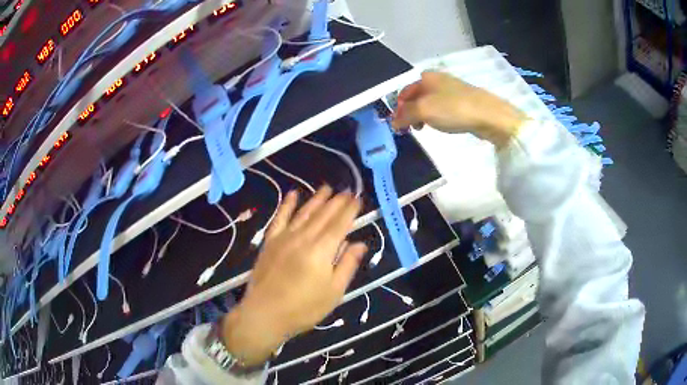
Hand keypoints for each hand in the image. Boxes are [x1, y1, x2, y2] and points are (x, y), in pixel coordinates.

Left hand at [221, 186, 366, 364]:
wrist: (265, 313)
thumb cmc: (304, 308)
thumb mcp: (333, 292)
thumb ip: (347, 265)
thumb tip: (360, 243)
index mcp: (322, 251)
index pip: (340, 224)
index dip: (350, 210)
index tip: (358, 198)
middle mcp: (303, 238)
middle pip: (323, 215)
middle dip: (337, 201)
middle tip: (348, 190)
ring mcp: (284, 237)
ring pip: (304, 213)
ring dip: (316, 199)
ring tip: (327, 187)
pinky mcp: (270, 241)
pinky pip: (280, 218)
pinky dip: (287, 204)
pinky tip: (293, 194)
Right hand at [392, 71, 526, 148]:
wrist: (488, 114)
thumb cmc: (453, 109)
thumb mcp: (423, 110)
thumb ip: (405, 115)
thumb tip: (394, 122)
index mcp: (425, 77)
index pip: (403, 92)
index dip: (398, 109)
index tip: (399, 127)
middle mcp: (437, 79)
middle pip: (416, 97)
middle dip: (410, 113)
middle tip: (412, 129)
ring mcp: (451, 89)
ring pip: (429, 102)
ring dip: (423, 116)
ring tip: (426, 129)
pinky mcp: (463, 100)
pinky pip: (443, 107)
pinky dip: (437, 116)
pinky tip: (442, 125)